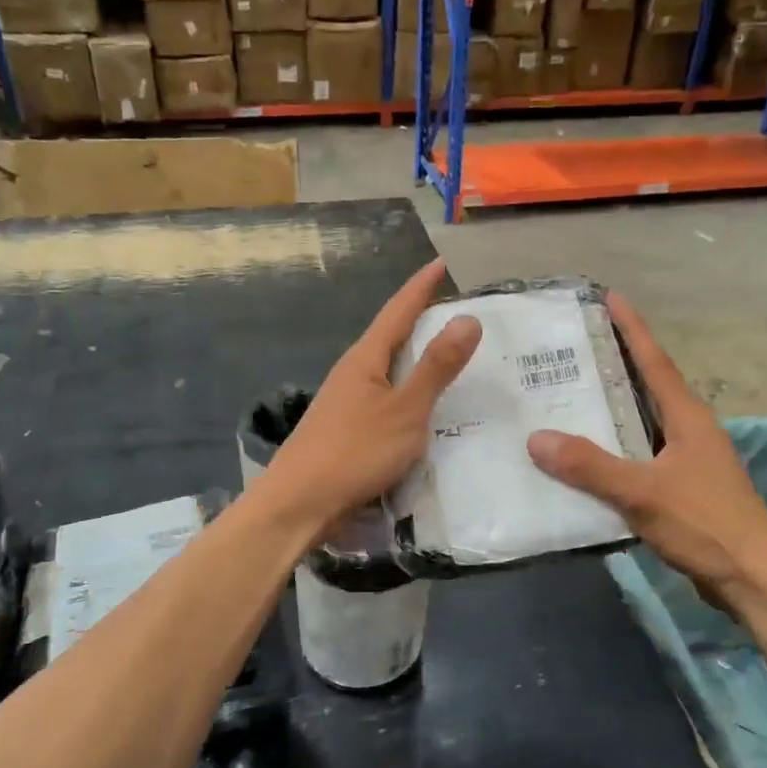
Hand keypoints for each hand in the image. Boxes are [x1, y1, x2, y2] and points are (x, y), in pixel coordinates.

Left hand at [263, 259, 481, 538]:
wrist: (299, 504)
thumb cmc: (355, 452)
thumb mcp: (406, 410)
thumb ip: (436, 367)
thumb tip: (467, 318)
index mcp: (365, 359)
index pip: (398, 310)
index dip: (422, 287)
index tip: (441, 263)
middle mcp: (353, 373)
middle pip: (390, 336)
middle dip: (420, 320)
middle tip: (454, 310)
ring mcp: (346, 402)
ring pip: (388, 369)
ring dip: (415, 358)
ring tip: (446, 355)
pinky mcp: (346, 430)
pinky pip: (385, 398)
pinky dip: (408, 392)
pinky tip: (421, 408)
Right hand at [526, 294, 766, 612]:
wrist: (753, 578)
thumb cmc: (705, 523)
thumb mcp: (643, 492)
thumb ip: (591, 466)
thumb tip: (536, 438)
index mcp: (687, 417)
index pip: (654, 362)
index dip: (632, 329)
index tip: (610, 297)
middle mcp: (690, 429)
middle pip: (648, 386)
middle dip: (615, 364)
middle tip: (573, 349)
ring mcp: (689, 459)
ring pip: (643, 422)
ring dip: (612, 408)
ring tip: (570, 397)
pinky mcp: (684, 487)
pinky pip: (641, 454)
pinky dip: (615, 448)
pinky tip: (588, 458)